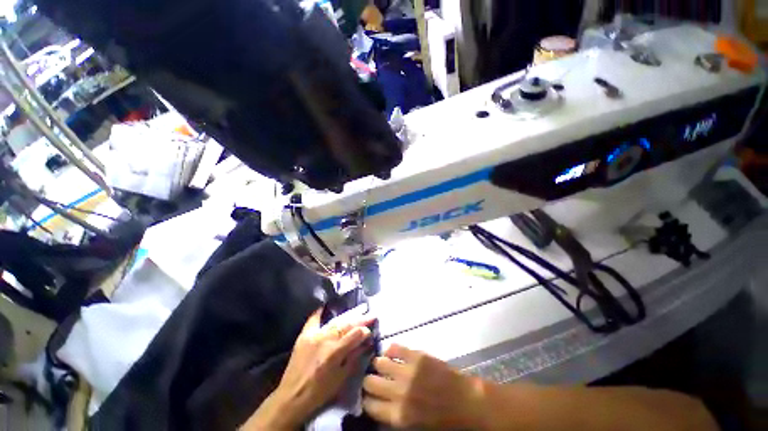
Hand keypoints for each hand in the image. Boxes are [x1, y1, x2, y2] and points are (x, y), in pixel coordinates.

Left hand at [242, 307, 373, 429]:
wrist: (291, 397)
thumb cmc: (319, 392)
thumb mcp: (341, 378)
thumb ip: (355, 357)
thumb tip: (366, 342)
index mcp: (335, 352)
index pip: (355, 334)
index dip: (365, 331)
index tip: (371, 330)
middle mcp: (325, 339)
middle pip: (346, 325)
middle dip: (361, 320)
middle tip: (371, 315)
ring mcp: (314, 335)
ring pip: (335, 322)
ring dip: (347, 318)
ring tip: (357, 313)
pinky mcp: (304, 336)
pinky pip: (313, 320)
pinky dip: (319, 312)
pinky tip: (324, 305)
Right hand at [362, 344, 486, 429]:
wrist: (467, 402)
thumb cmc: (444, 420)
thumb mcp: (415, 426)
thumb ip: (395, 415)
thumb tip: (380, 404)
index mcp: (399, 415)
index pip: (369, 405)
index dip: (367, 400)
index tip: (369, 396)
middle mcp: (399, 392)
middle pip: (370, 382)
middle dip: (370, 381)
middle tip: (376, 380)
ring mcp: (408, 371)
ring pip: (379, 362)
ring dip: (380, 365)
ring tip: (384, 366)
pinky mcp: (417, 355)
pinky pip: (395, 347)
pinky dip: (391, 350)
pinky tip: (393, 354)